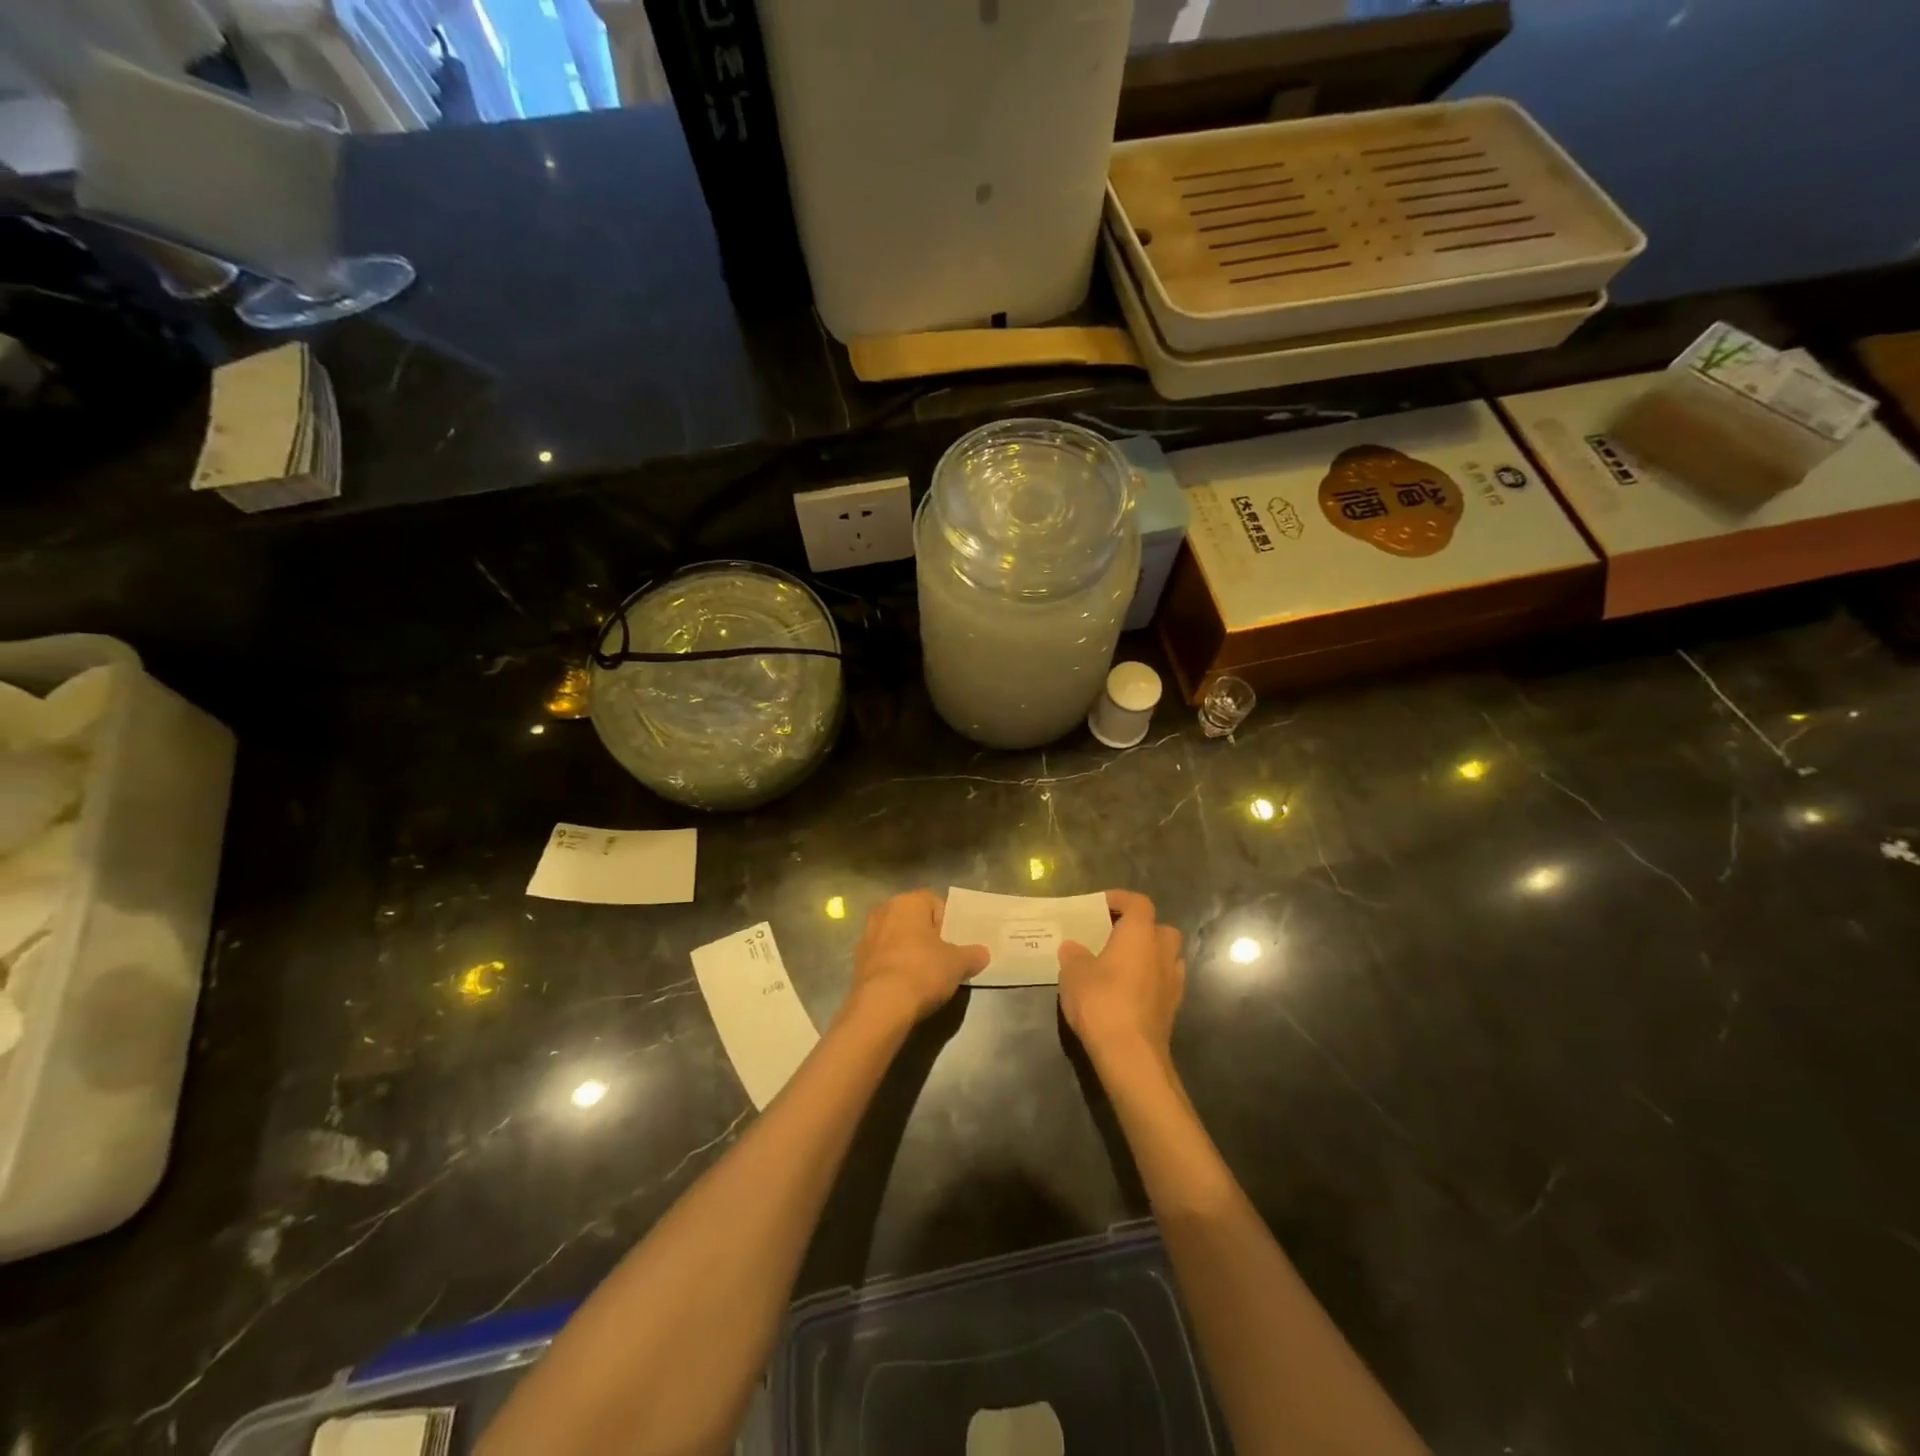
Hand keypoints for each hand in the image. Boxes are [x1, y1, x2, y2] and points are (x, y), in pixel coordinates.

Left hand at [846, 889, 988, 1029]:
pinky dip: (895, 966)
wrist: (881, 1006)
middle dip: (927, 936)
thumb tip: (982, 953)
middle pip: (914, 919)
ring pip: (897, 938)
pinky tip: (905, 986)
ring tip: (924, 975)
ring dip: (909, 951)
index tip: (953, 944)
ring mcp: (867, 935)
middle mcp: (884, 911)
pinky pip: (884, 957)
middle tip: (942, 958)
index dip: (947, 921)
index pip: (934, 901)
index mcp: (908, 902)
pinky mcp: (857, 961)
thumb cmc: (923, 971)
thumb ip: (973, 954)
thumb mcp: (958, 964)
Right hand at [1058, 890, 1185, 1069]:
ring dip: (1149, 956)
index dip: (1121, 899)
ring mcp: (1173, 981)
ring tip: (1122, 965)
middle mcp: (1163, 951)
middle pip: (1160, 929)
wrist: (1130, 1054)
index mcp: (1140, 933)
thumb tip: (1074, 947)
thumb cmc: (1101, 1001)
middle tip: (1114, 936)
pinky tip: (1129, 992)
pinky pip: (1164, 982)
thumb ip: (1074, 954)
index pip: (1138, 903)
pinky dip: (1151, 981)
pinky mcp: (1173, 1008)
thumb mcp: (1074, 972)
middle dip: (1141, 929)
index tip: (1101, 905)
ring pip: (1167, 956)